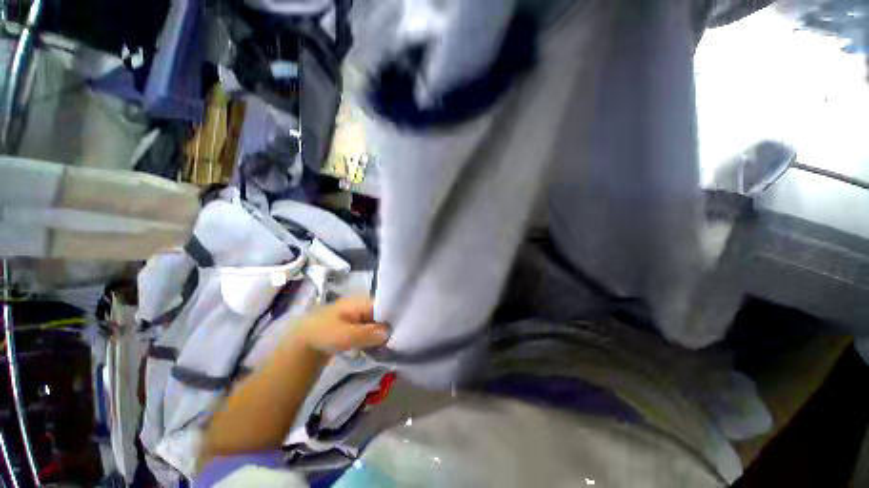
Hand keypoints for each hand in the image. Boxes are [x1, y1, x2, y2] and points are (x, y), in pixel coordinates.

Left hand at [293, 296, 389, 353]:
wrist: (301, 342)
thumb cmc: (323, 334)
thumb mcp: (345, 335)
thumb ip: (367, 334)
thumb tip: (389, 333)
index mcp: (359, 302)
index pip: (383, 304)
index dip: (392, 315)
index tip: (400, 329)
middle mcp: (361, 306)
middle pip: (381, 314)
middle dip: (387, 326)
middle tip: (394, 341)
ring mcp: (358, 316)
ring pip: (376, 323)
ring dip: (381, 334)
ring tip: (387, 346)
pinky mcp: (354, 326)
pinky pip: (369, 330)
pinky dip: (374, 337)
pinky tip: (377, 347)